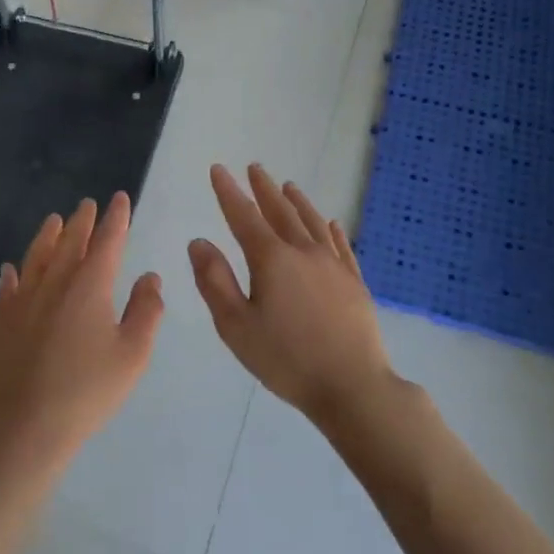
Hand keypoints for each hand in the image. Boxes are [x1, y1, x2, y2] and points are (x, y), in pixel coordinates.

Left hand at [0, 194, 162, 478]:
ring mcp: (24, 299)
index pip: (107, 240)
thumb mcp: (133, 354)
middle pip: (71, 241)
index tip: (120, 199)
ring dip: (48, 235)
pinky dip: (13, 272)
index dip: (116, 218)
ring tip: (54, 219)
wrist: (27, 423)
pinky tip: (11, 268)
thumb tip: (149, 277)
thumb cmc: (88, 389)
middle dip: (83, 220)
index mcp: (91, 285)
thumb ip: (146, 310)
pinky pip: (8, 286)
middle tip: (88, 204)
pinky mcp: (3, 320)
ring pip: (37, 256)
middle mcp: (56, 281)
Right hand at [189, 164, 393, 430]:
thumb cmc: (286, 359)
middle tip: (255, 168)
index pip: (244, 216)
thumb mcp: (236, 325)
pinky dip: (332, 230)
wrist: (352, 385)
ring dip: (297, 202)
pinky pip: (341, 246)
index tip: (218, 169)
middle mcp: (304, 252)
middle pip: (281, 212)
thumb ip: (215, 281)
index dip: (228, 192)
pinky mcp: (354, 283)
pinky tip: (331, 223)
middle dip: (264, 189)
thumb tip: (199, 241)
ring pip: (312, 223)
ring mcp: (333, 266)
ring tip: (288, 186)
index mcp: (271, 260)